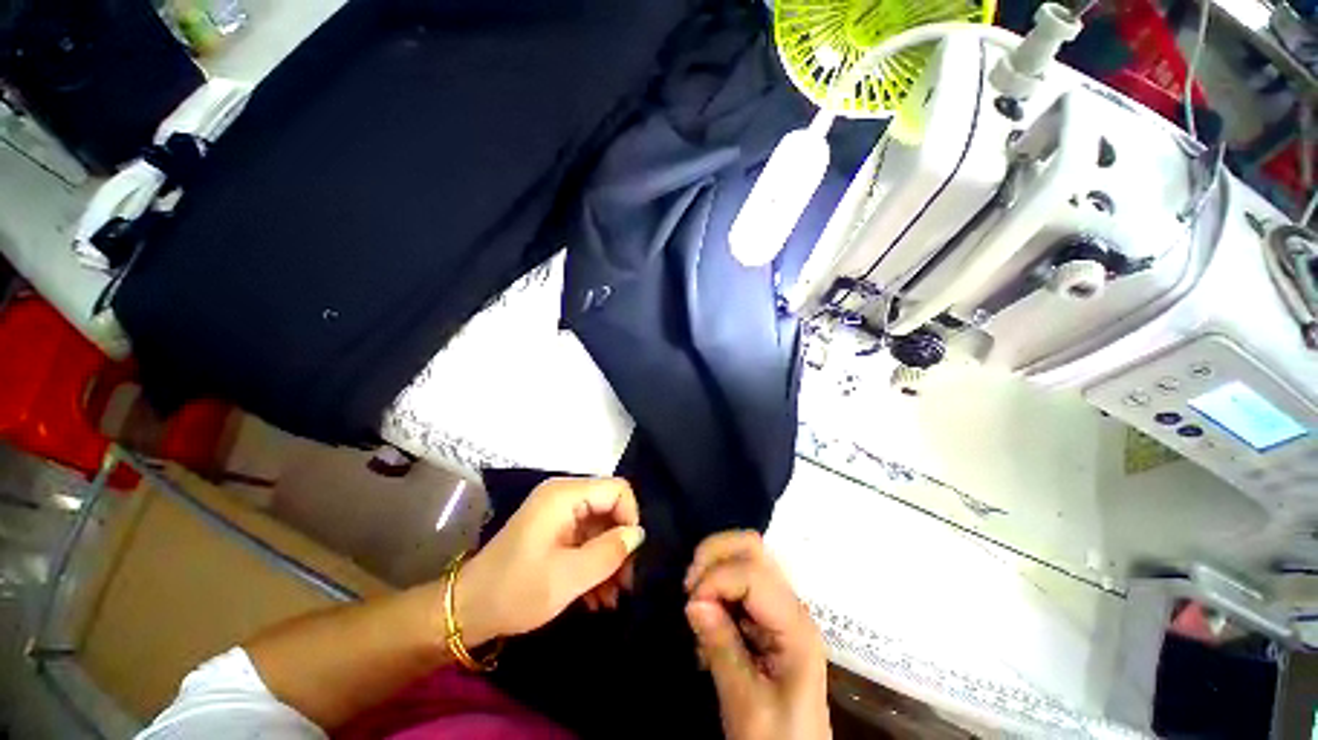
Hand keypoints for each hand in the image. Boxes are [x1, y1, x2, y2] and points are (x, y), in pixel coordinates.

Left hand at [456, 477, 643, 646]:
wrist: (467, 611)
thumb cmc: (516, 591)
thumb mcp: (568, 577)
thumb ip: (609, 552)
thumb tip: (638, 534)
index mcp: (565, 495)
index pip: (617, 489)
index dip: (630, 519)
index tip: (631, 556)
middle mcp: (564, 496)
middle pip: (610, 508)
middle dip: (620, 545)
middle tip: (626, 584)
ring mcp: (558, 513)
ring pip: (601, 527)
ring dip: (609, 560)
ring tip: (612, 598)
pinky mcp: (554, 530)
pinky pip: (586, 539)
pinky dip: (594, 563)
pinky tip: (597, 597)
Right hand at [684, 531, 829, 739]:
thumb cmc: (777, 739)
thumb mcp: (746, 704)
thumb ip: (721, 648)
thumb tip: (694, 601)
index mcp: (794, 625)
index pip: (752, 574)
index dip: (716, 579)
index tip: (690, 607)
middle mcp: (789, 604)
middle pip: (752, 547)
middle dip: (714, 554)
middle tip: (690, 586)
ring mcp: (778, 605)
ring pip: (744, 556)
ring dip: (713, 567)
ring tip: (696, 600)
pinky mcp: (765, 614)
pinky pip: (737, 578)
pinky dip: (715, 583)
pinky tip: (706, 614)